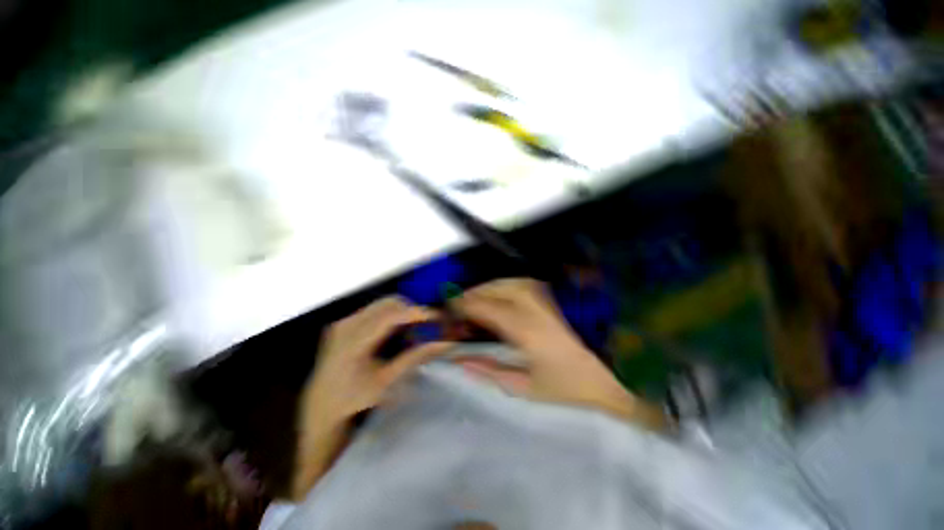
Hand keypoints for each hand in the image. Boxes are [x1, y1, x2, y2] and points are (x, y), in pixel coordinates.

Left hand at [292, 297, 452, 498]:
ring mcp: (344, 321)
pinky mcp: (344, 322)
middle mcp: (347, 324)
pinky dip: (390, 315)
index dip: (417, 312)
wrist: (321, 406)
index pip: (392, 315)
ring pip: (382, 304)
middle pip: (389, 303)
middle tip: (426, 325)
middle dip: (412, 310)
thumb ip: (415, 357)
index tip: (438, 317)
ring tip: (412, 329)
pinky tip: (395, 332)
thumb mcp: (387, 380)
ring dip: (402, 312)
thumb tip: (443, 344)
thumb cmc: (354, 398)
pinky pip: (374, 310)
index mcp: (355, 341)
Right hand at [452, 279, 665, 428]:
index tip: (450, 306)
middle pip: (499, 288)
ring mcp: (550, 301)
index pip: (488, 308)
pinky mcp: (557, 300)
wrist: (612, 383)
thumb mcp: (524, 388)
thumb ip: (488, 370)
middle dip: (475, 292)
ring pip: (512, 282)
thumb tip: (459, 358)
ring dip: (490, 287)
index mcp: (528, 331)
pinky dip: (506, 287)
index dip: (466, 304)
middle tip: (460, 302)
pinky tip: (501, 295)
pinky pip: (524, 285)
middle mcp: (538, 308)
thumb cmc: (568, 391)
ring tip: (477, 298)